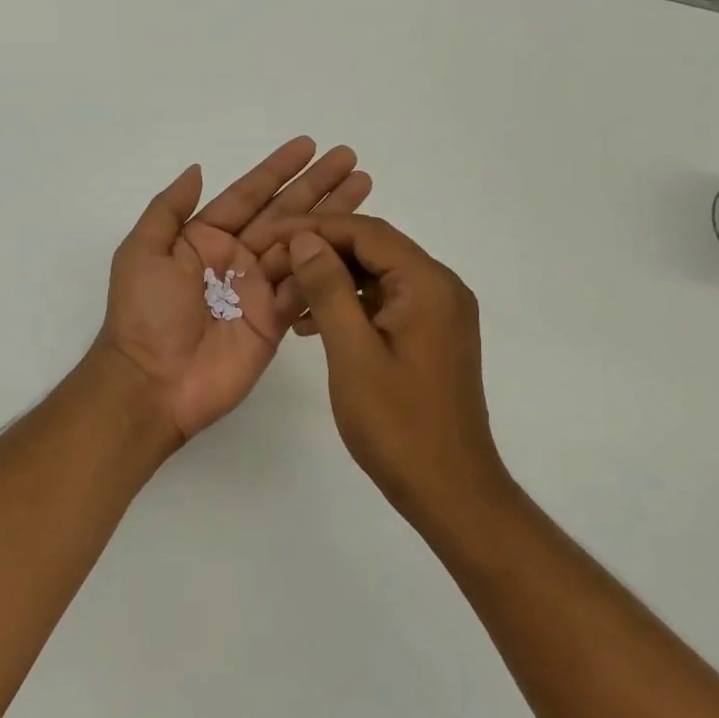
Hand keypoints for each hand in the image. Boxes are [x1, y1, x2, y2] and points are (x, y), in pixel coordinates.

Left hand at [98, 138, 370, 441]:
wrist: (153, 382)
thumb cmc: (144, 313)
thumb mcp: (142, 251)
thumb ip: (169, 209)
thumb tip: (197, 169)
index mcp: (204, 238)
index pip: (248, 195)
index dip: (277, 170)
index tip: (308, 145)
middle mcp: (235, 258)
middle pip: (283, 213)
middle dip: (316, 186)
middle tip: (350, 159)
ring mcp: (258, 289)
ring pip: (302, 244)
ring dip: (332, 218)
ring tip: (363, 187)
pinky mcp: (276, 320)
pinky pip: (306, 286)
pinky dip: (328, 264)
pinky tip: (355, 239)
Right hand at [282, 215, 508, 522]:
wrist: (449, 490)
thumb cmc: (398, 424)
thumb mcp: (353, 352)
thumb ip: (328, 289)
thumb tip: (306, 239)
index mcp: (428, 284)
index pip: (367, 233)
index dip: (314, 228)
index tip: (269, 237)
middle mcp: (441, 288)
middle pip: (373, 250)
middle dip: (320, 253)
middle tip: (272, 267)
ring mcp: (439, 313)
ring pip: (376, 277)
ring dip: (331, 281)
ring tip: (285, 298)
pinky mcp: (430, 336)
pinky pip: (385, 304)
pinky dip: (349, 306)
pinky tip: (312, 325)